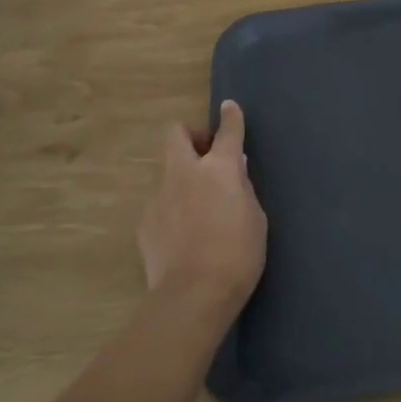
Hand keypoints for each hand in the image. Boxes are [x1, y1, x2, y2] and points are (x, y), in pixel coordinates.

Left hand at [136, 100, 266, 324]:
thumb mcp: (255, 217)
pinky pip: (160, 200)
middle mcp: (185, 173)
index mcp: (220, 169)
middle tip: (206, 154)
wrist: (194, 293)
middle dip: (190, 135)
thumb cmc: (239, 253)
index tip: (230, 108)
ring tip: (198, 205)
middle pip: (176, 134)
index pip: (227, 133)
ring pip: (167, 170)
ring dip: (182, 176)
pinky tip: (183, 231)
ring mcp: (159, 195)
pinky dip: (172, 205)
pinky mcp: (144, 220)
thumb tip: (235, 171)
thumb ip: (243, 188)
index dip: (231, 118)